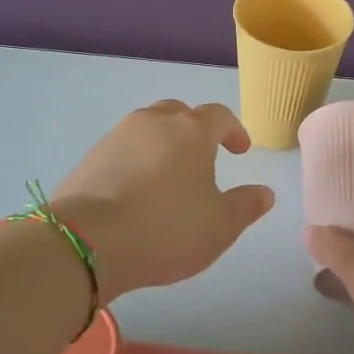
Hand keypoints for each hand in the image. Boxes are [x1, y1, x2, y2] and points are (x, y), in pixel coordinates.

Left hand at [54, 100, 275, 300]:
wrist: (88, 240)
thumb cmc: (167, 228)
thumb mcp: (220, 226)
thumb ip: (246, 206)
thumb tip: (264, 192)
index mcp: (191, 130)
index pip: (219, 116)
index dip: (233, 130)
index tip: (241, 150)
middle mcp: (154, 122)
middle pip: (179, 113)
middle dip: (195, 130)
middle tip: (203, 156)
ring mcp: (117, 136)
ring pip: (148, 128)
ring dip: (163, 143)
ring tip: (168, 174)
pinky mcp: (91, 157)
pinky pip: (122, 149)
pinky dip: (135, 161)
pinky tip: (136, 190)